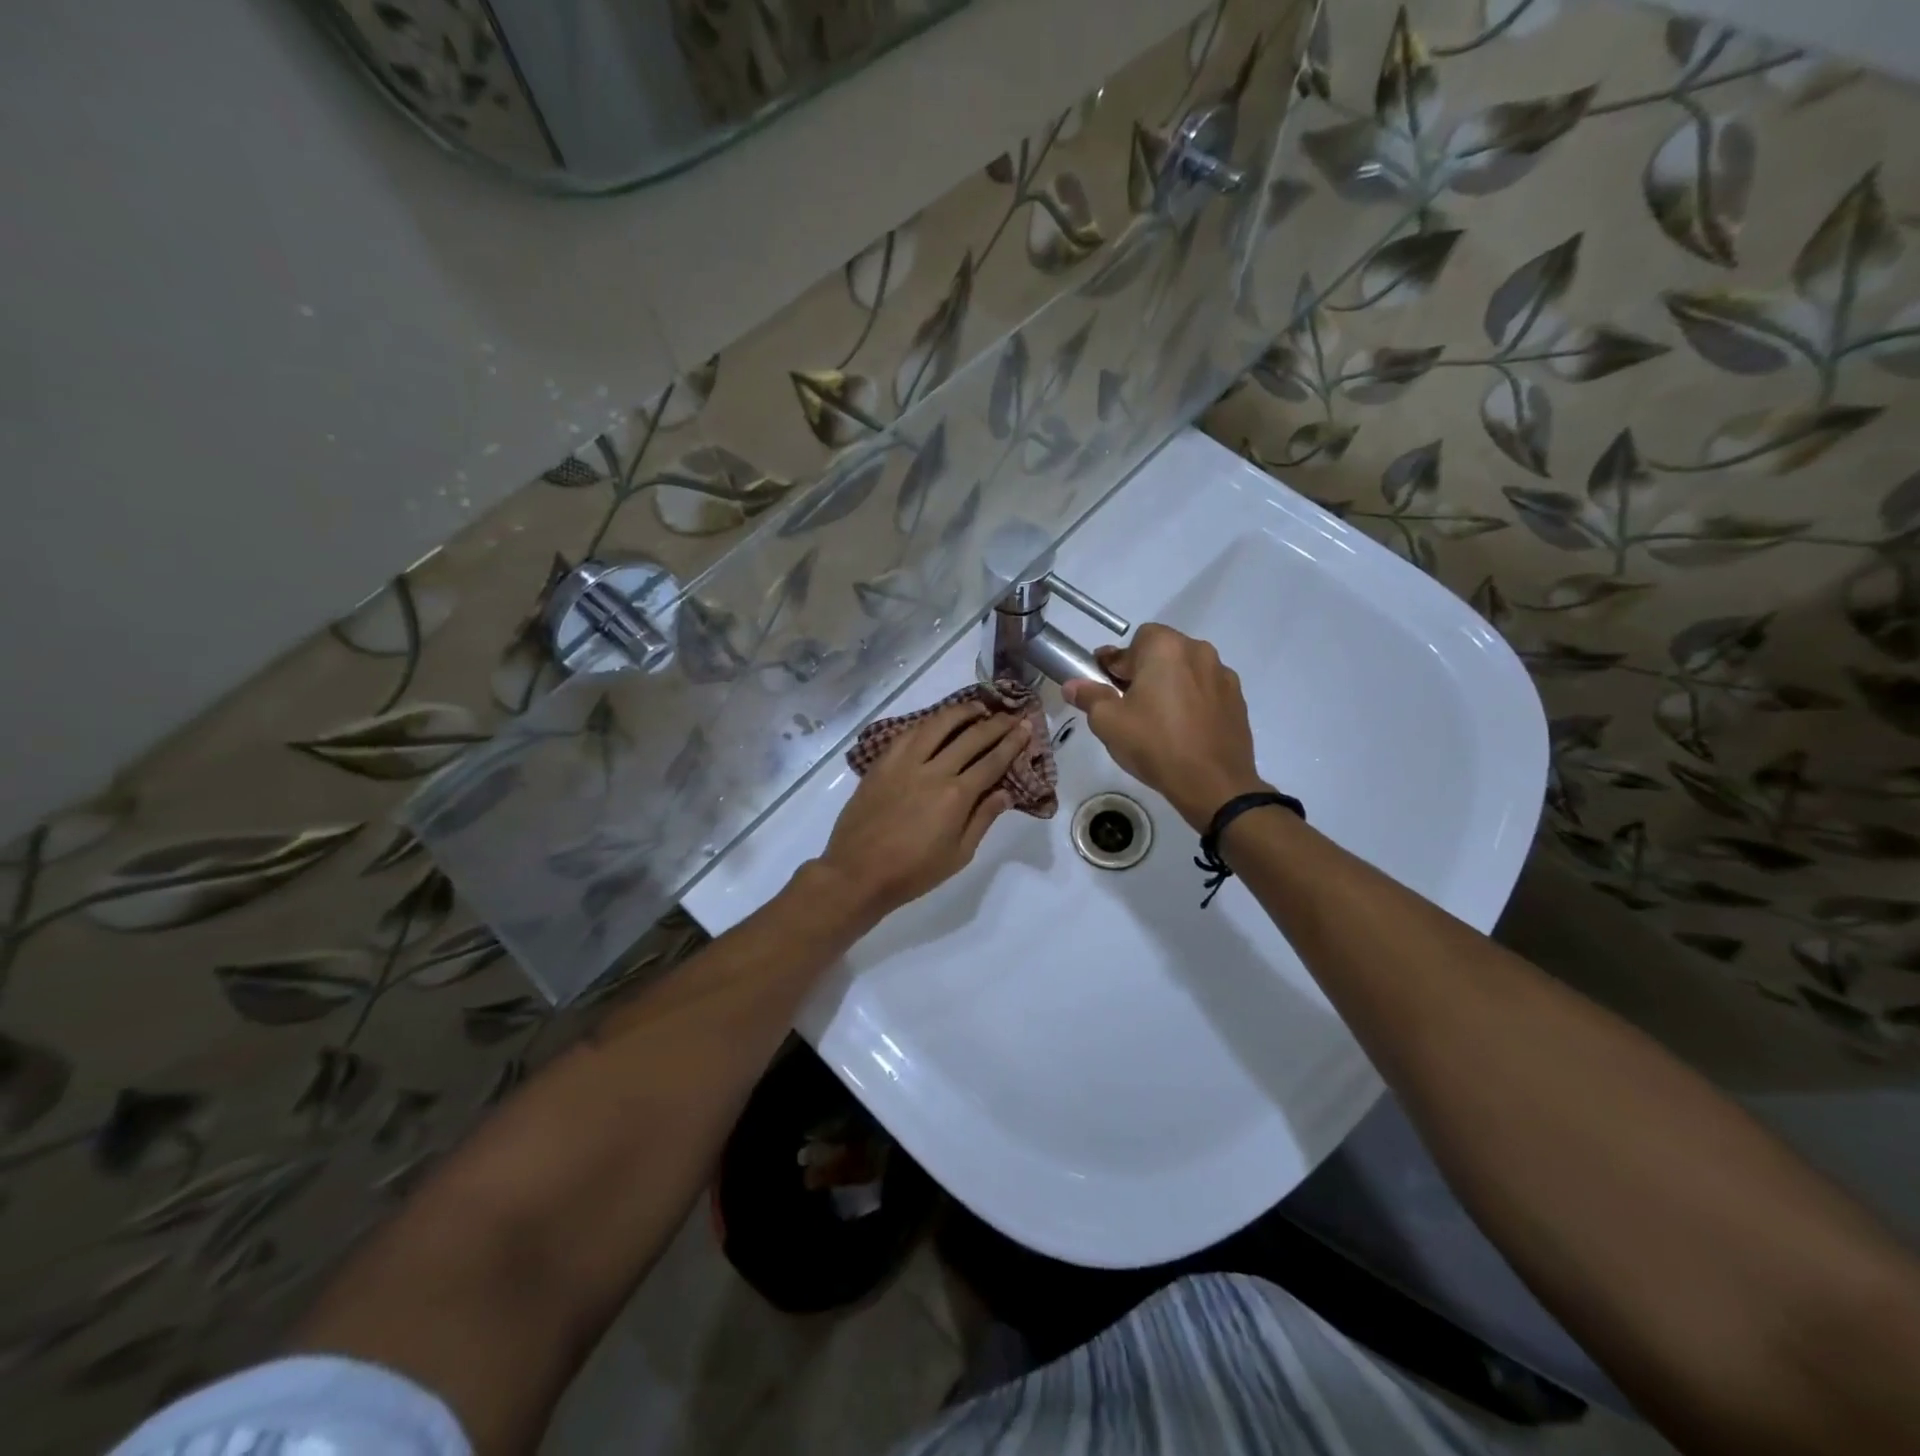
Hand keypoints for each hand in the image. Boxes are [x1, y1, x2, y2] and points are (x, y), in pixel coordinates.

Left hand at [811, 699, 1030, 924]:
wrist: (857, 872)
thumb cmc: (913, 872)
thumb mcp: (959, 855)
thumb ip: (983, 819)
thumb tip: (1006, 792)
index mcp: (956, 796)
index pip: (992, 761)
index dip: (1012, 742)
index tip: (1026, 727)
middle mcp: (933, 770)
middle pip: (970, 737)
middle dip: (995, 723)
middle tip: (1010, 714)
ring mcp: (904, 763)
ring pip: (937, 725)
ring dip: (960, 712)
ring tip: (977, 708)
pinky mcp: (882, 763)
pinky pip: (908, 733)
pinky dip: (927, 723)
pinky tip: (936, 722)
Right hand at [1062, 624, 1267, 831]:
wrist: (1213, 783)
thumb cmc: (1155, 744)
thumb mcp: (1108, 722)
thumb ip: (1089, 696)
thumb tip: (1072, 685)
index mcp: (1166, 648)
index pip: (1135, 640)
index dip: (1118, 662)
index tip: (1106, 684)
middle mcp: (1198, 651)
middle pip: (1163, 652)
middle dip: (1144, 671)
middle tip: (1129, 702)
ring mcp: (1223, 675)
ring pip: (1187, 670)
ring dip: (1170, 684)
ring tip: (1158, 718)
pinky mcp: (1238, 700)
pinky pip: (1206, 690)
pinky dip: (1193, 700)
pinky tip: (1183, 729)